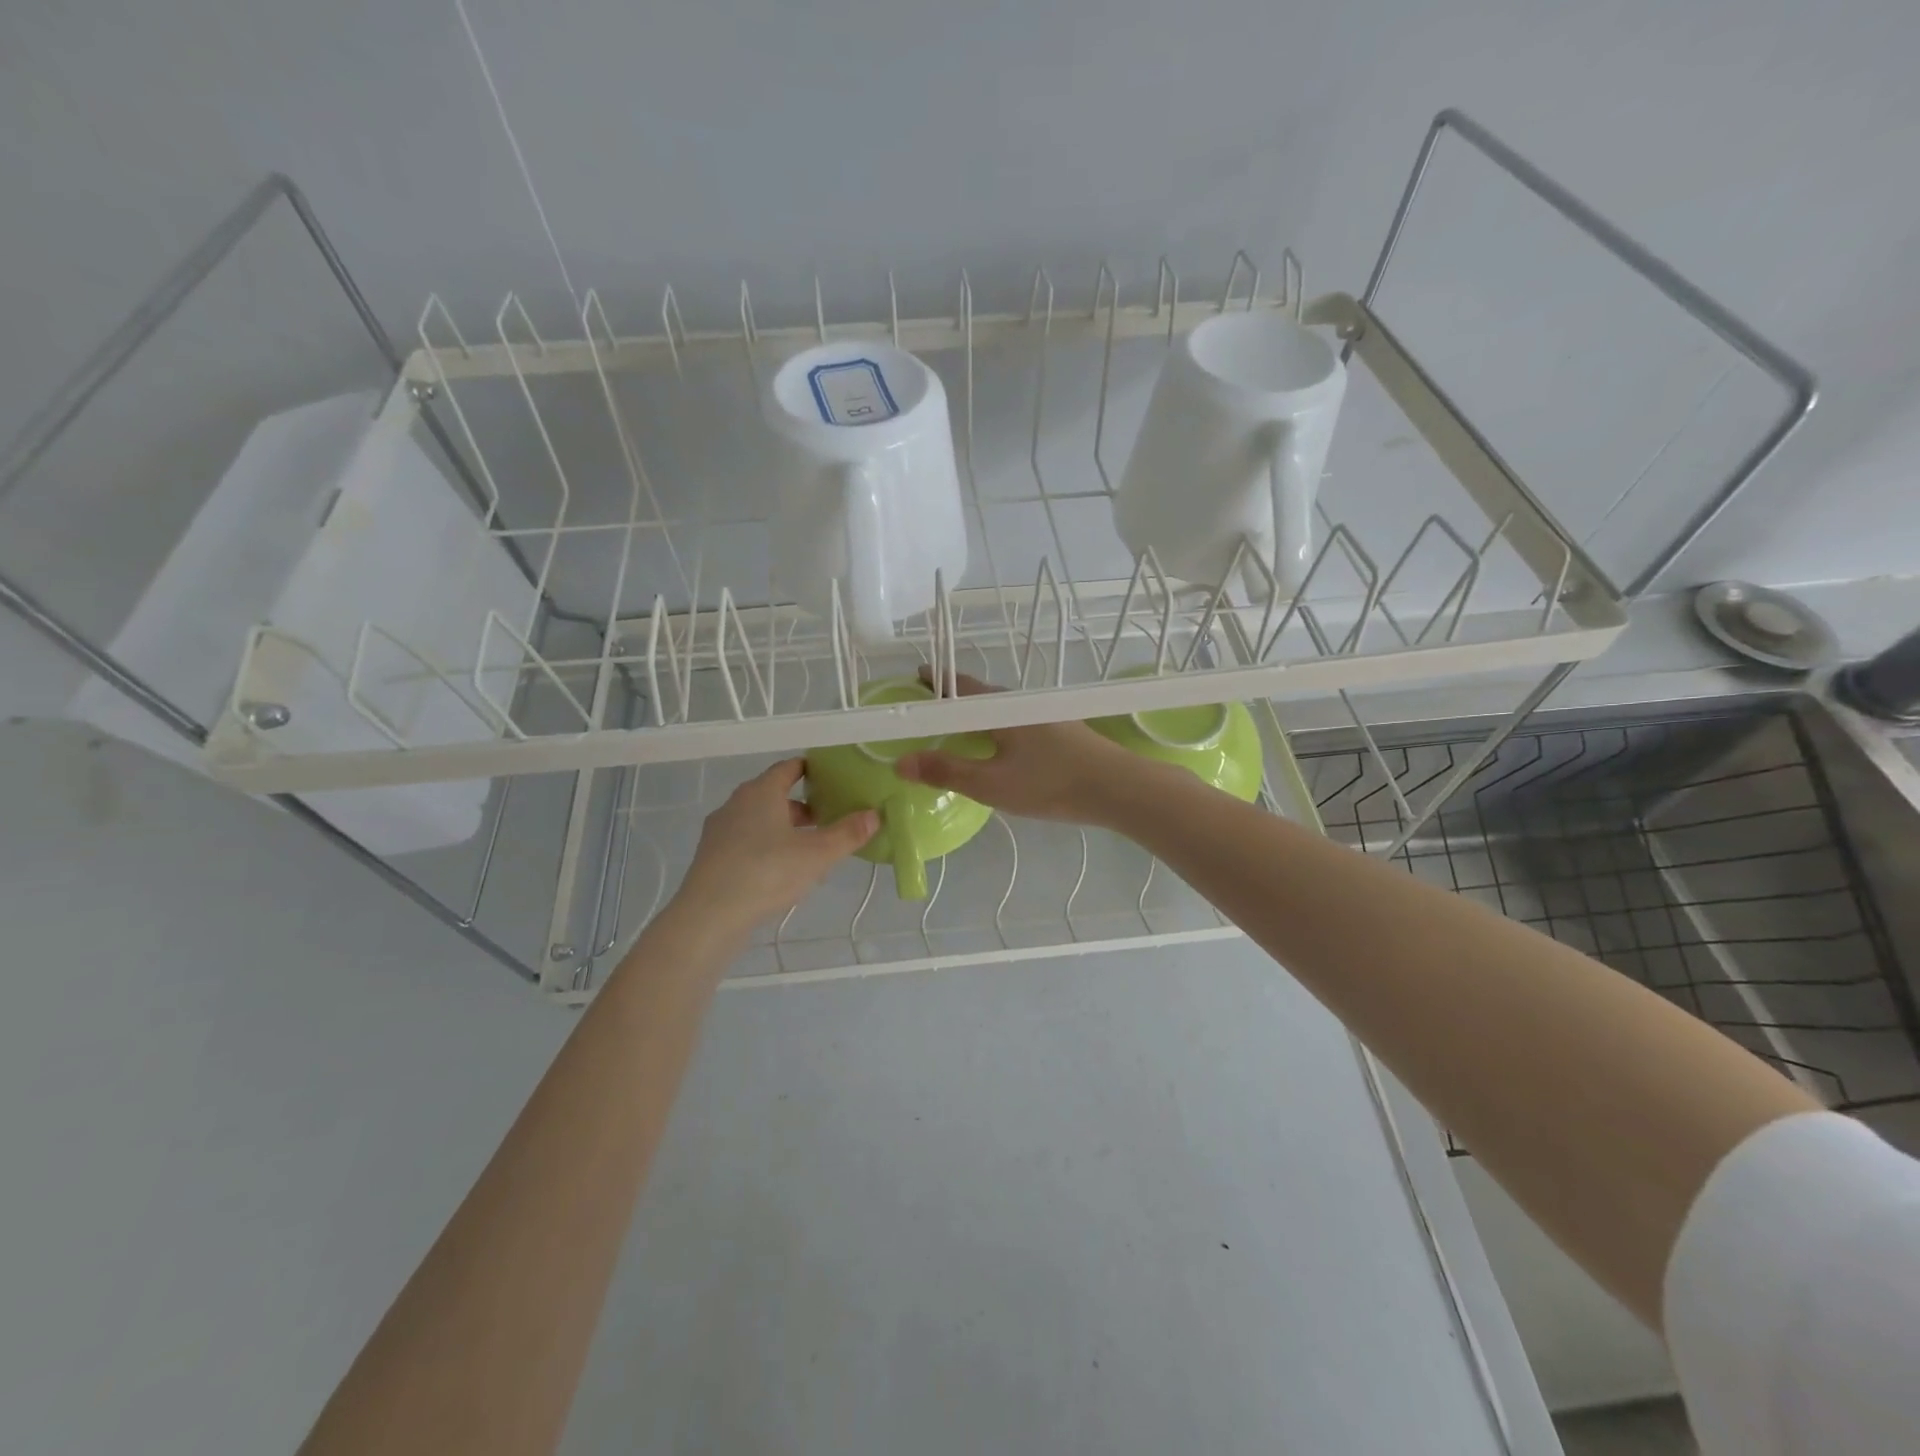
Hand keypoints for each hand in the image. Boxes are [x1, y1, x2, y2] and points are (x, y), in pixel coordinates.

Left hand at [670, 760, 877, 935]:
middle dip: (802, 805)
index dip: (811, 770)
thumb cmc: (767, 872)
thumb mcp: (817, 854)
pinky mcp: (711, 857)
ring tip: (809, 848)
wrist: (709, 916)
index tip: (832, 779)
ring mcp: (719, 830)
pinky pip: (745, 841)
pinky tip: (781, 870)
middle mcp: (736, 803)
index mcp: (761, 792)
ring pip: (759, 820)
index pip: (788, 769)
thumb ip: (848, 833)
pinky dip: (766, 846)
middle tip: (829, 818)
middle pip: (773, 795)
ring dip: (784, 828)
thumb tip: (874, 814)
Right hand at [894, 670, 1136, 824]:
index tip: (914, 678)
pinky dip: (998, 728)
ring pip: (1001, 710)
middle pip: (979, 695)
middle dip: (954, 699)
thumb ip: (945, 771)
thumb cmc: (1049, 783)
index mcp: (1000, 709)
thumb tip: (900, 762)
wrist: (1118, 788)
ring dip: (977, 715)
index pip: (959, 685)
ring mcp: (1045, 716)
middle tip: (930, 710)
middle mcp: (1021, 703)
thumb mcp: (990, 783)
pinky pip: (1017, 722)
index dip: (935, 680)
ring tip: (960, 730)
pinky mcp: (1062, 731)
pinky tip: (1001, 748)